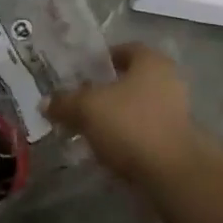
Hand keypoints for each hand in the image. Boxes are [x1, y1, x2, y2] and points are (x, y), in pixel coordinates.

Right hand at [47, 42, 193, 184]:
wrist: (172, 174)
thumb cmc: (131, 125)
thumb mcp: (88, 109)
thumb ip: (65, 102)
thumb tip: (46, 102)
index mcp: (151, 61)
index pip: (124, 49)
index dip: (101, 59)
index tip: (80, 73)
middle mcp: (168, 80)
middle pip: (130, 80)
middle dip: (105, 91)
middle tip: (79, 102)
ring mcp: (176, 112)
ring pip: (137, 108)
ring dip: (115, 117)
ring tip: (88, 130)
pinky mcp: (176, 141)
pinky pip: (144, 132)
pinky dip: (126, 138)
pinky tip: (106, 151)